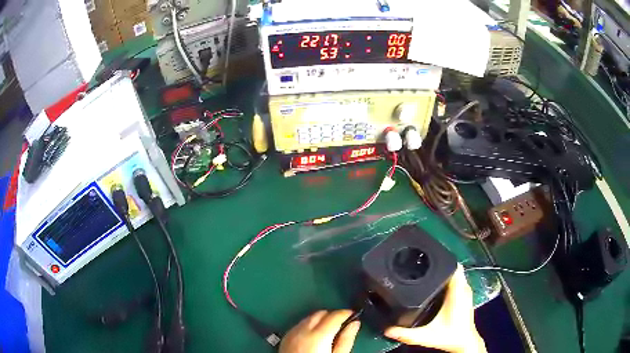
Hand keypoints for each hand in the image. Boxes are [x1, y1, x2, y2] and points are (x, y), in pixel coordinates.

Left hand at [279, 310, 360, 352]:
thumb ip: (346, 339)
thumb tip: (355, 323)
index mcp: (318, 335)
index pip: (335, 316)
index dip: (346, 313)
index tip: (353, 315)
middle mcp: (303, 330)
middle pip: (320, 313)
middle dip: (333, 316)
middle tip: (343, 325)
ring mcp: (292, 333)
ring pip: (309, 317)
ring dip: (320, 320)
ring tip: (330, 330)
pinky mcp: (286, 338)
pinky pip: (299, 324)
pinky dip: (309, 325)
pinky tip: (314, 335)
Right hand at [384, 265, 485, 352]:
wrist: (465, 343)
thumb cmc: (450, 337)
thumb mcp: (426, 336)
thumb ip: (406, 334)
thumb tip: (387, 330)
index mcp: (457, 292)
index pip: (454, 266)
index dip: (442, 258)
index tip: (427, 255)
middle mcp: (463, 288)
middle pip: (453, 267)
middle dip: (439, 263)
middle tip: (421, 262)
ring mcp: (465, 291)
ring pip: (456, 273)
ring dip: (443, 271)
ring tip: (426, 270)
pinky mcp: (464, 296)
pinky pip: (457, 280)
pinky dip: (447, 278)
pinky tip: (435, 283)